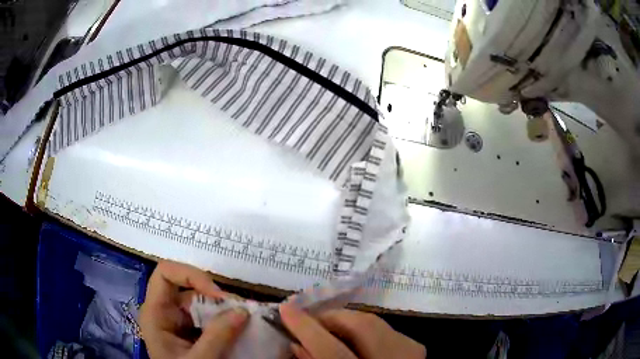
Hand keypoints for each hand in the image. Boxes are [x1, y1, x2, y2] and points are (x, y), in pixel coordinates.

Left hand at [140, 260, 248, 358]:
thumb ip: (217, 336)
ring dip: (225, 309)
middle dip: (216, 296)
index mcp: (156, 313)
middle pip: (189, 288)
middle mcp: (165, 312)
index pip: (165, 274)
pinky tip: (240, 328)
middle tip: (242, 310)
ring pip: (202, 303)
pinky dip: (226, 320)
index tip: (218, 294)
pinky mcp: (191, 331)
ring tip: (246, 319)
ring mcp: (179, 321)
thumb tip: (242, 310)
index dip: (190, 275)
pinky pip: (209, 317)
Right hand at [280, 304, 425, 358]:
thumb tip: (297, 343)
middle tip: (310, 318)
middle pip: (363, 327)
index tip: (285, 309)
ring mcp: (411, 355)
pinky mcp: (417, 349)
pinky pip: (387, 329)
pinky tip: (354, 336)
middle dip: (332, 316)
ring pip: (376, 322)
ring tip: (329, 326)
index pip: (332, 352)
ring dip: (348, 321)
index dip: (307, 328)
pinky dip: (366, 328)